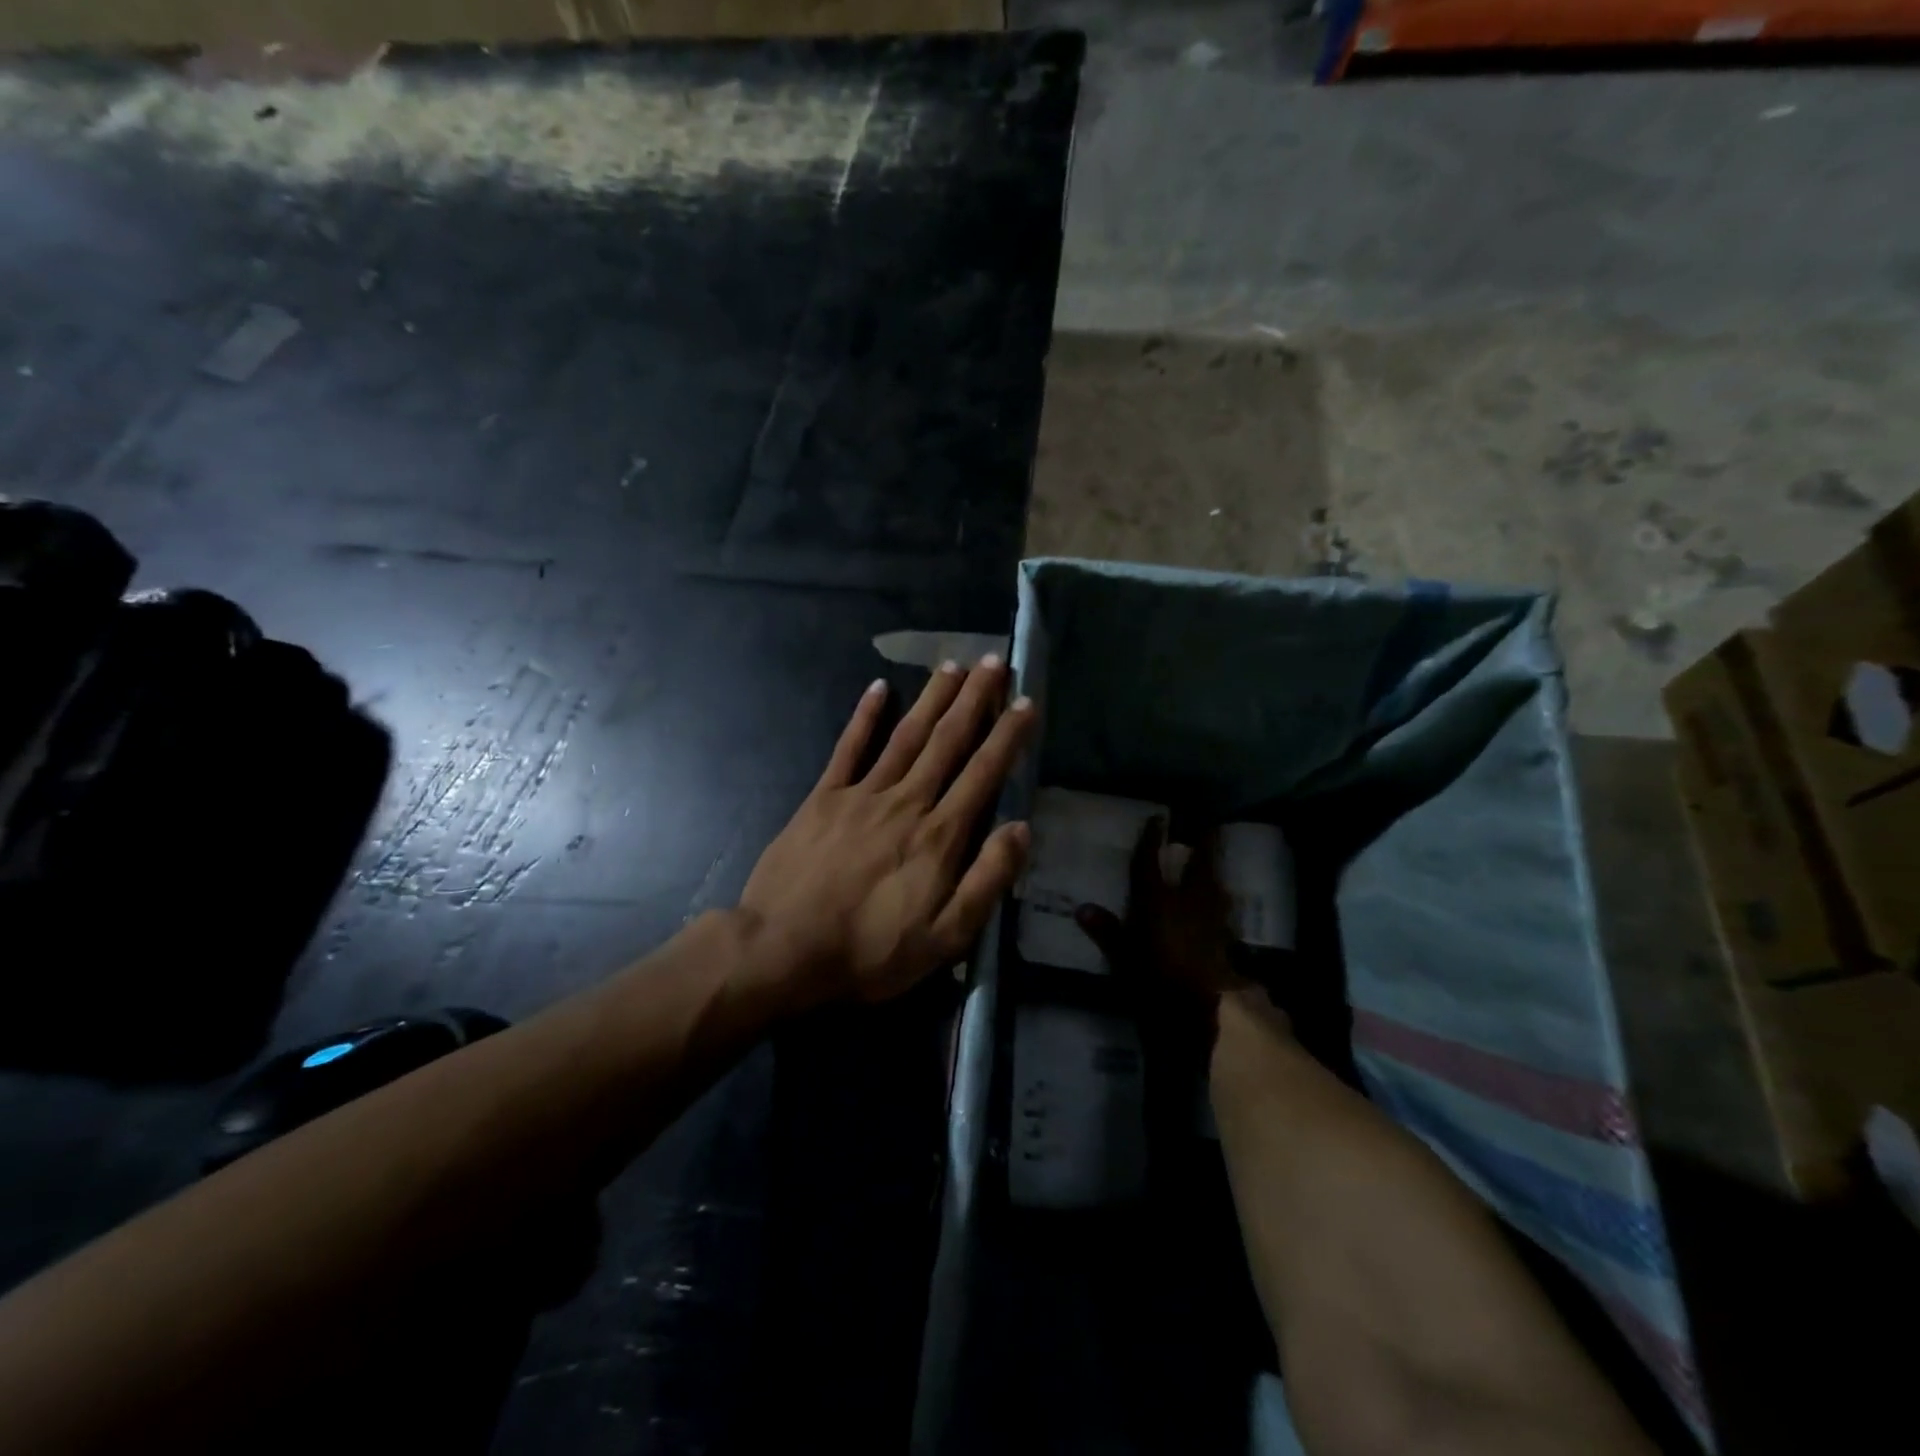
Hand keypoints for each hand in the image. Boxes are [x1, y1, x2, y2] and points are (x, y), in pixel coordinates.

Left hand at [736, 657, 1035, 1009]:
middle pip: (947, 741)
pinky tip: (879, 687)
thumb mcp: (946, 937)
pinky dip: (864, 716)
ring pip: (906, 735)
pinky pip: (848, 748)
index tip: (1026, 702)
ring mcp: (862, 794)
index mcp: (939, 835)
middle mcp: (906, 801)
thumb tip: (1021, 828)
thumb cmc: (871, 950)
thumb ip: (987, 880)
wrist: (783, 950)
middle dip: (975, 699)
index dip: (1008, 736)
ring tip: (953, 665)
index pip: (983, 773)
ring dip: (932, 698)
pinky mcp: (823, 798)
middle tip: (995, 662)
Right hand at [1077, 819, 1292, 1081]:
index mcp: (1158, 904)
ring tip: (1212, 858)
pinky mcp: (1226, 940)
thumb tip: (1082, 909)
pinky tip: (1220, 900)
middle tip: (1207, 826)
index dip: (1152, 841)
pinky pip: (1222, 909)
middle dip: (1202, 845)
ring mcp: (1212, 921)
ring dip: (1213, 869)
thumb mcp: (1124, 959)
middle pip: (1198, 867)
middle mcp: (1187, 904)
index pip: (1151, 864)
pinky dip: (1219, 899)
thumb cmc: (1157, 982)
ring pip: (1214, 886)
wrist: (1206, 1013)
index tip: (1157, 819)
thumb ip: (1107, 932)